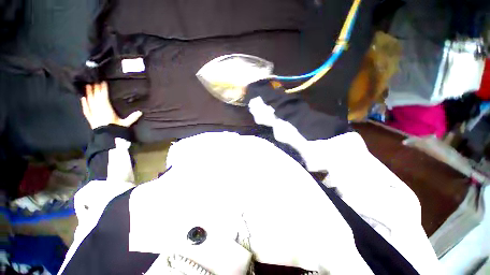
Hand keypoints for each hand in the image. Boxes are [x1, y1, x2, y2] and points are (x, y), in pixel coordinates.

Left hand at [81, 82, 141, 128]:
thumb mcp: (125, 124)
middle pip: (96, 97)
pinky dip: (84, 103)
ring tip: (87, 86)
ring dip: (88, 94)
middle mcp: (98, 109)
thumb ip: (132, 118)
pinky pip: (85, 109)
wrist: (106, 138)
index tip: (103, 82)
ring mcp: (93, 113)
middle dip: (95, 89)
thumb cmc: (116, 129)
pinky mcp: (90, 118)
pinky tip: (82, 98)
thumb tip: (141, 112)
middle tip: (94, 81)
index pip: (104, 97)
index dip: (103, 89)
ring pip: (90, 101)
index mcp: (106, 109)